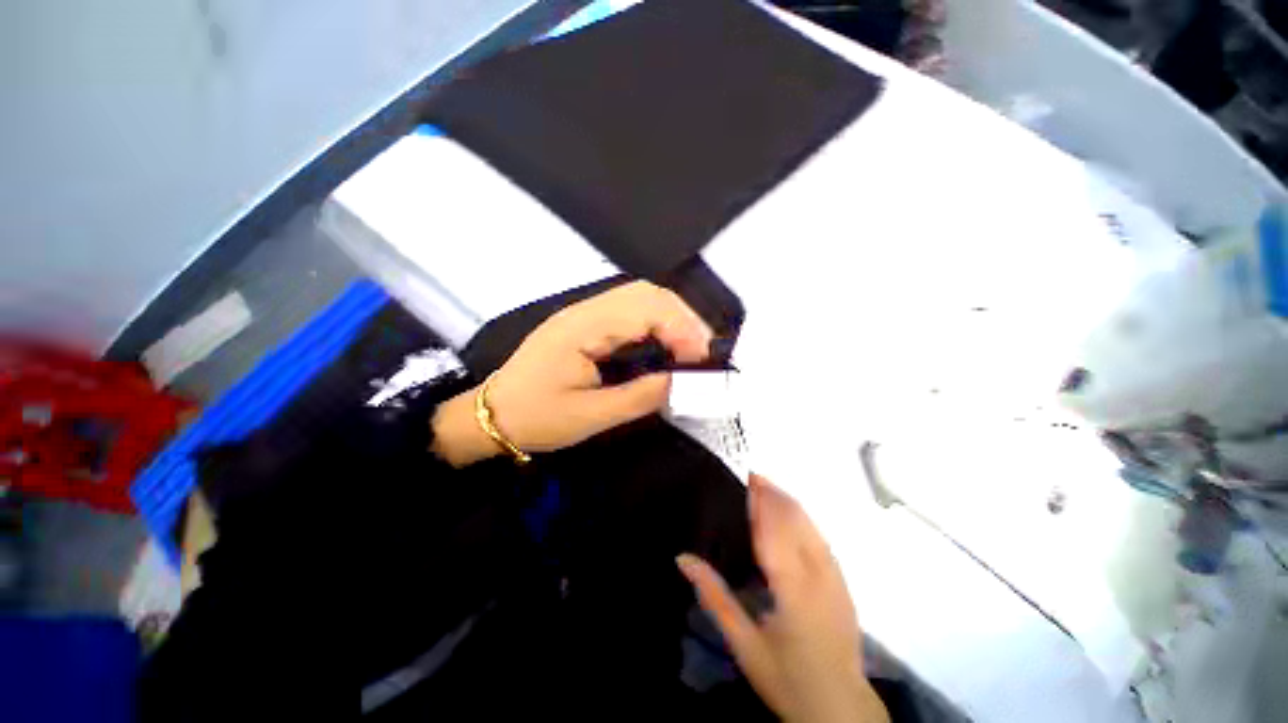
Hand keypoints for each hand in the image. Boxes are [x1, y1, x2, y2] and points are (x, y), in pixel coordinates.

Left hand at [431, 281, 711, 465]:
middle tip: (703, 352)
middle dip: (683, 318)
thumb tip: (681, 382)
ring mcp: (585, 313)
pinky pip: (630, 310)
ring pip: (640, 297)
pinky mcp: (587, 323)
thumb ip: (639, 397)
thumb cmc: (536, 417)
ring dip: (672, 317)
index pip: (645, 310)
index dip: (681, 330)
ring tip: (691, 348)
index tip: (702, 361)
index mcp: (582, 329)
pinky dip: (657, 322)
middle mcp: (585, 310)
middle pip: (646, 293)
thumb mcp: (589, 417)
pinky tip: (665, 343)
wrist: (493, 413)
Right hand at [677, 475, 888, 722]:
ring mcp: (836, 579)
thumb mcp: (744, 645)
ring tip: (769, 486)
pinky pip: (822, 540)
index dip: (761, 502)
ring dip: (790, 503)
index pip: (774, 533)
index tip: (749, 478)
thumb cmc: (788, 679)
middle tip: (753, 475)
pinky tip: (793, 514)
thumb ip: (714, 598)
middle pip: (796, 523)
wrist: (841, 709)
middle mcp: (819, 577)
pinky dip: (804, 519)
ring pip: (812, 527)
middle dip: (775, 495)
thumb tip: (683, 559)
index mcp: (794, 591)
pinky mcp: (844, 584)